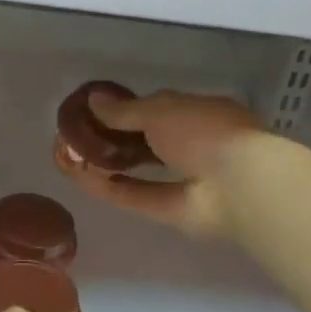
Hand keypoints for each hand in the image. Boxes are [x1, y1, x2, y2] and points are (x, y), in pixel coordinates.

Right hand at [55, 88, 263, 237]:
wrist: (239, 186)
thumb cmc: (204, 132)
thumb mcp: (160, 109)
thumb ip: (124, 110)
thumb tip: (92, 100)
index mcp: (200, 114)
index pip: (160, 108)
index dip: (128, 109)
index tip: (96, 110)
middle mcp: (195, 146)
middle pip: (147, 141)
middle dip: (113, 138)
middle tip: (77, 134)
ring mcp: (185, 181)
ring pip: (139, 170)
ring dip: (107, 163)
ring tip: (71, 155)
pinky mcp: (173, 211)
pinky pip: (136, 196)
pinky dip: (109, 188)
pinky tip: (80, 178)